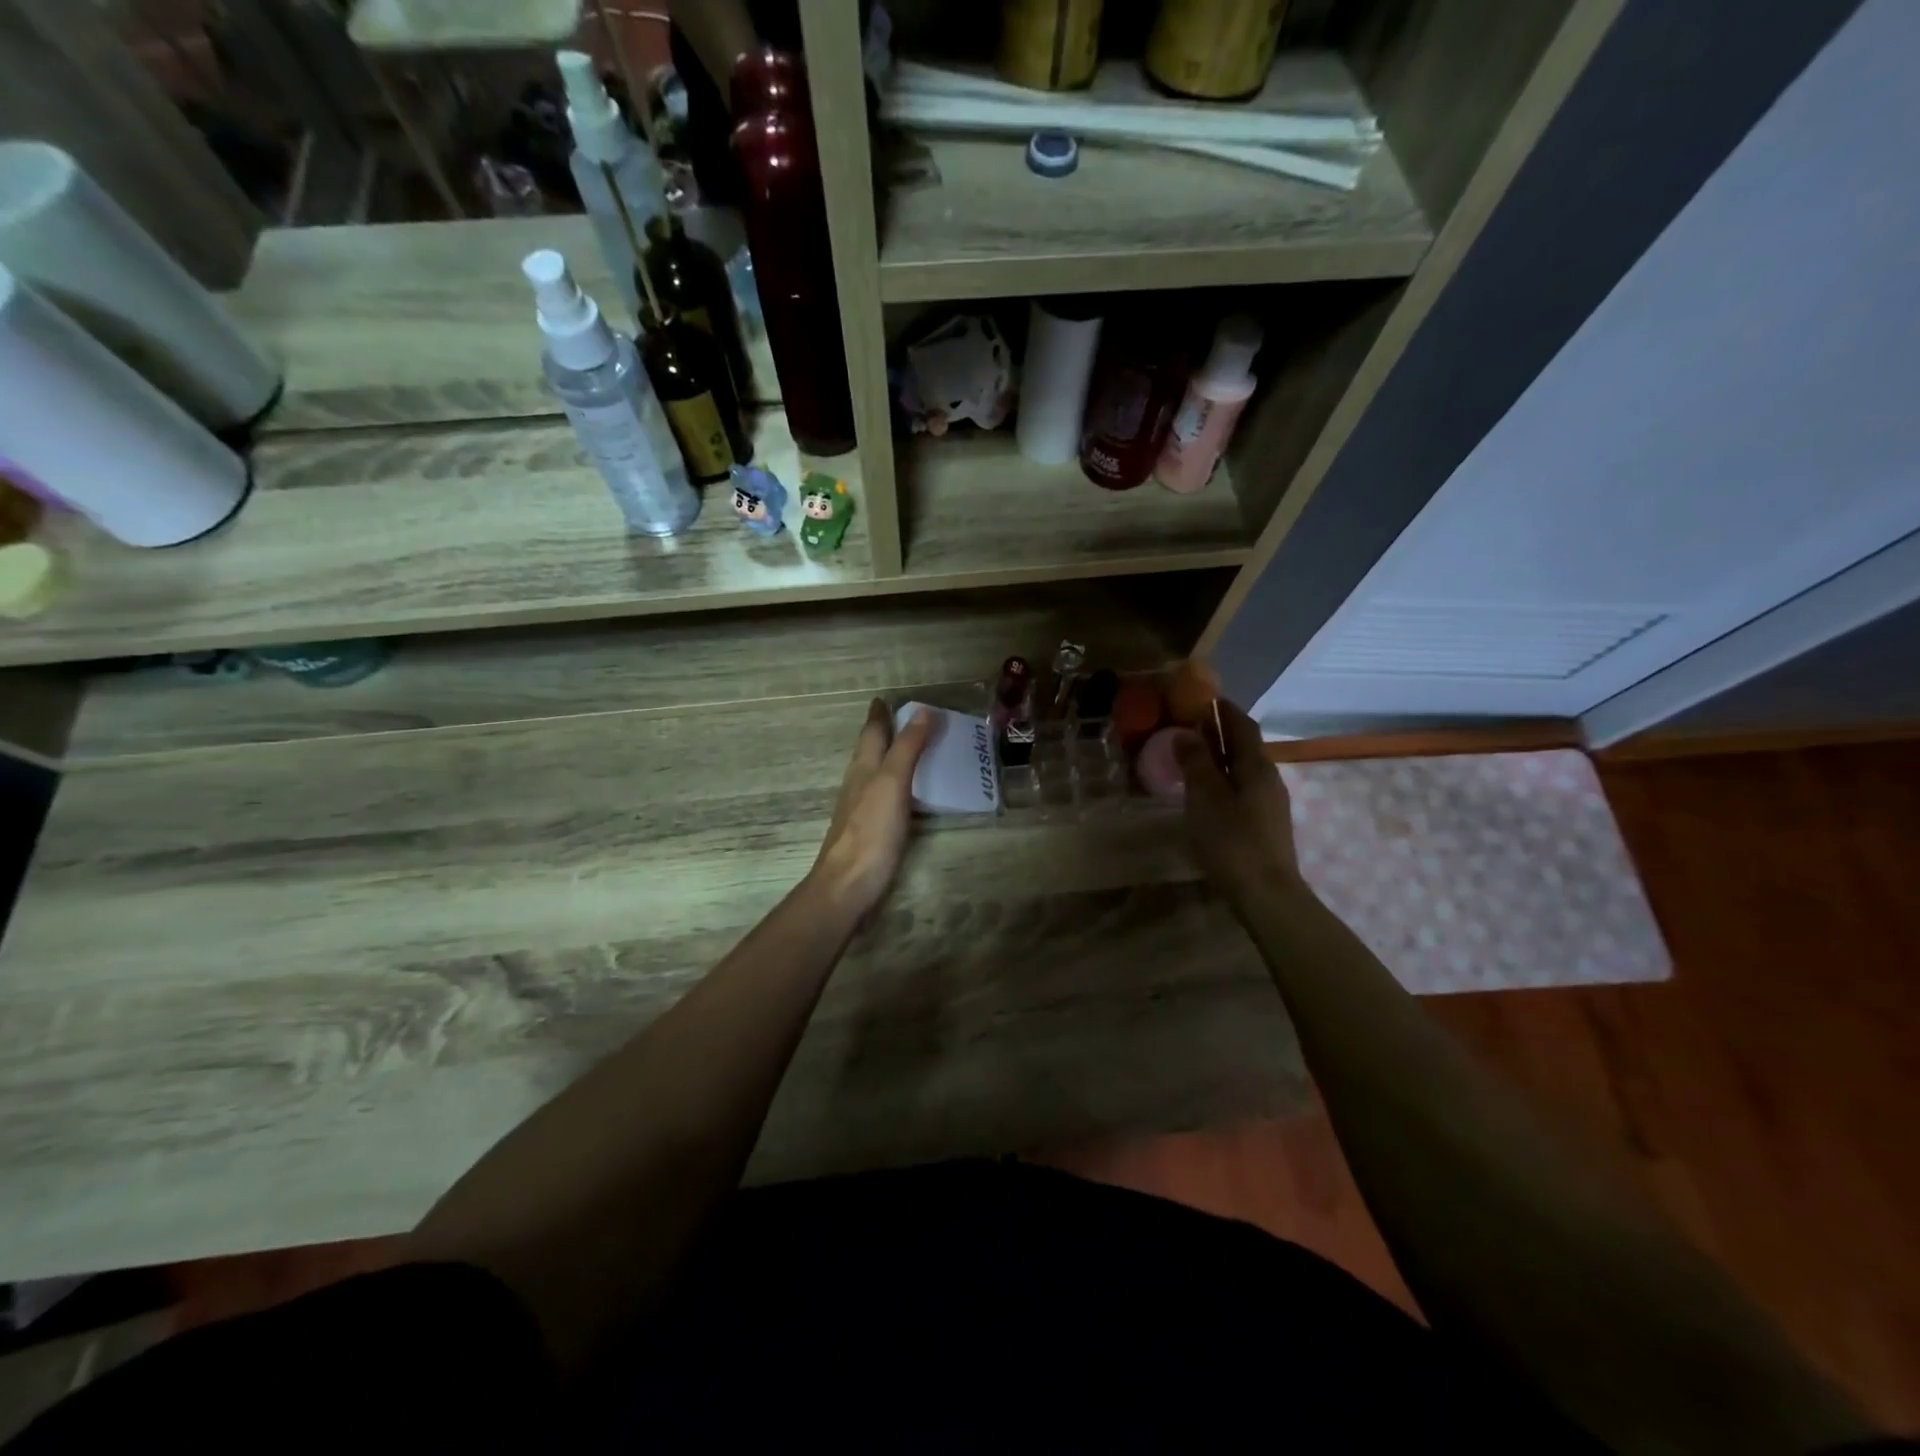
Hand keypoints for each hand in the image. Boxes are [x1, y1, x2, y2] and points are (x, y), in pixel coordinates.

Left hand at [812, 699, 932, 915]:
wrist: (848, 886)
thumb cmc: (870, 831)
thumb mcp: (892, 783)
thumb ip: (907, 748)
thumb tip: (923, 711)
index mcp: (864, 768)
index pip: (872, 732)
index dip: (880, 714)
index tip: (887, 698)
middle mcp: (860, 784)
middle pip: (872, 751)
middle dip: (886, 733)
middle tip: (910, 720)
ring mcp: (863, 810)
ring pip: (877, 774)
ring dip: (893, 759)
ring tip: (916, 751)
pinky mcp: (871, 832)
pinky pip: (887, 798)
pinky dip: (900, 786)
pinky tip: (911, 795)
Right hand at [1173, 698, 1300, 900]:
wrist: (1266, 894)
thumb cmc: (1232, 840)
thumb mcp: (1205, 797)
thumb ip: (1196, 762)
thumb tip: (1186, 733)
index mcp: (1256, 765)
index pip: (1242, 725)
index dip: (1223, 709)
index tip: (1202, 697)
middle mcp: (1268, 778)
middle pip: (1244, 746)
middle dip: (1219, 732)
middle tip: (1188, 725)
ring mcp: (1269, 803)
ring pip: (1242, 769)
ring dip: (1219, 757)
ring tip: (1191, 757)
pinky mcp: (1264, 825)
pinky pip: (1241, 789)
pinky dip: (1222, 780)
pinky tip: (1206, 792)